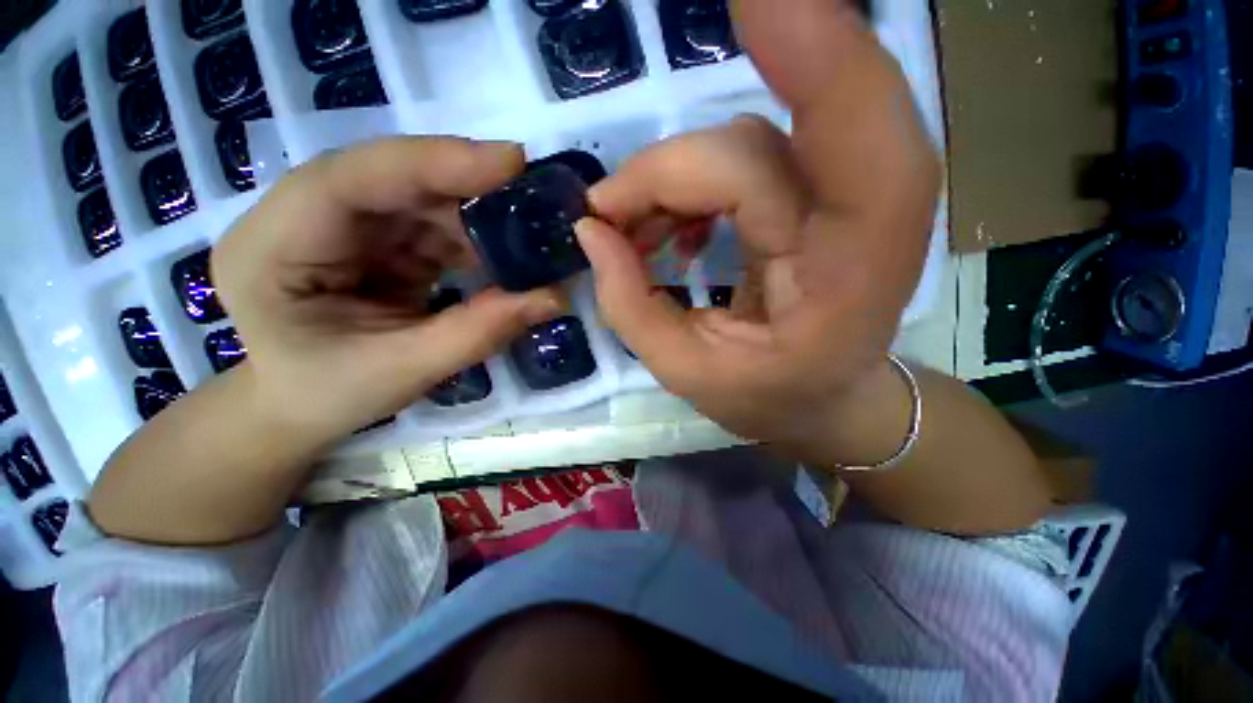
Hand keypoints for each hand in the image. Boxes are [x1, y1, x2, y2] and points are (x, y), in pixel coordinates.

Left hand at [212, 137, 561, 442]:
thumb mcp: (402, 371)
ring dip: (476, 218)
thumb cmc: (325, 396)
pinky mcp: (373, 242)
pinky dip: (472, 241)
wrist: (293, 408)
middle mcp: (303, 219)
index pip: (352, 178)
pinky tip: (503, 258)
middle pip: (392, 180)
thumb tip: (555, 298)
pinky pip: (430, 227)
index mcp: (275, 247)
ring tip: (529, 238)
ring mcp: (340, 227)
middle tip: (536, 197)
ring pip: (419, 201)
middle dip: (467, 187)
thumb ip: (479, 332)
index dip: (434, 163)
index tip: (511, 162)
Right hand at [575, 0, 940, 462]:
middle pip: (749, 148)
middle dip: (663, 176)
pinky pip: (740, 156)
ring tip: (634, 240)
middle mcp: (860, 218)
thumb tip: (590, 231)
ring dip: (667, 184)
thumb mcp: (687, 373)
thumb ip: (631, 307)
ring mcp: (838, 200)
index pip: (852, 134)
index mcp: (849, 273)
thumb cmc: (768, 398)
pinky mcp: (813, 195)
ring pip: (738, 145)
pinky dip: (686, 184)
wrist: (825, 398)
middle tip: (607, 223)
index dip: (813, 47)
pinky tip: (668, 231)